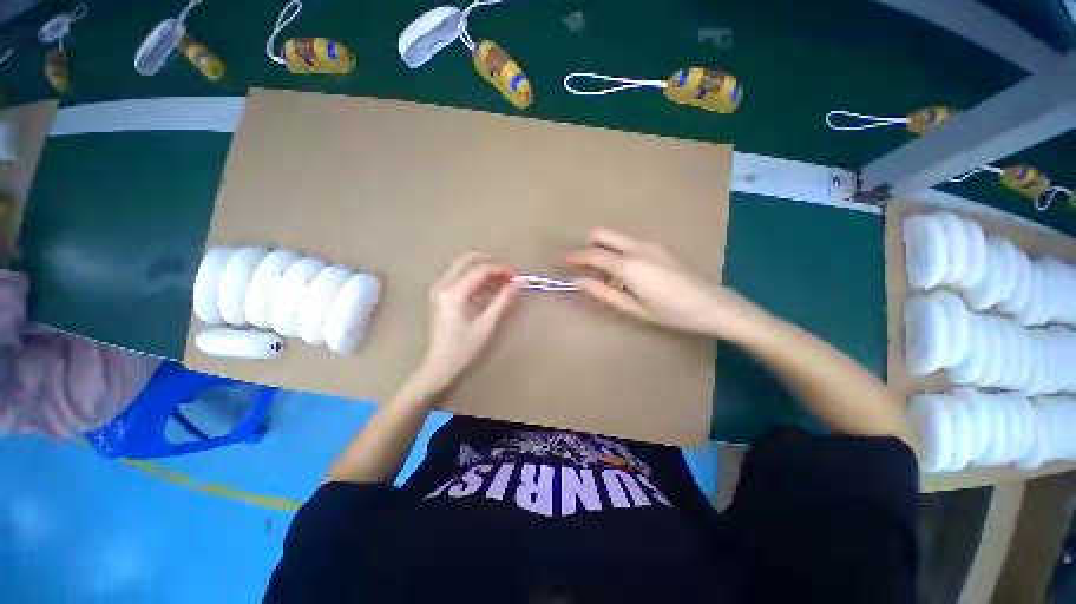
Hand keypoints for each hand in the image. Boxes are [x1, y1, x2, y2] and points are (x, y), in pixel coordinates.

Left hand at [412, 252, 520, 394]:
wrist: (439, 365)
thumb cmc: (463, 348)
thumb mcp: (486, 324)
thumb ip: (503, 300)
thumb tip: (518, 283)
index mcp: (453, 292)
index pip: (479, 270)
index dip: (500, 269)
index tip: (516, 275)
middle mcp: (442, 285)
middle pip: (466, 259)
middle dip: (490, 263)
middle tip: (507, 273)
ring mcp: (438, 289)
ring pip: (462, 266)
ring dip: (482, 270)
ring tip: (502, 281)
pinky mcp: (439, 294)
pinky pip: (458, 276)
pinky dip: (474, 278)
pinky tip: (488, 288)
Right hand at [566, 227, 764, 340]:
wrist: (713, 304)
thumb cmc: (671, 313)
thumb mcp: (634, 308)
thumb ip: (605, 293)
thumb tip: (580, 282)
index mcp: (629, 265)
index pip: (593, 254)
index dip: (575, 257)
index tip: (563, 261)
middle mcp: (637, 247)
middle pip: (601, 233)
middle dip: (587, 245)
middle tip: (582, 265)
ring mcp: (650, 243)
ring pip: (615, 236)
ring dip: (602, 247)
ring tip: (603, 272)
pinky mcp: (658, 246)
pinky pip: (628, 241)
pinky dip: (617, 250)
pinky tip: (625, 271)